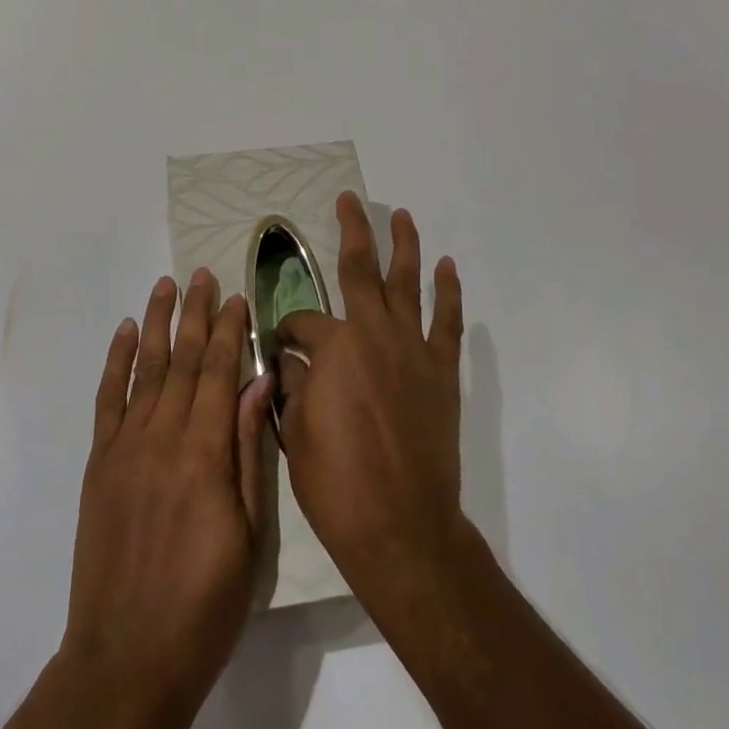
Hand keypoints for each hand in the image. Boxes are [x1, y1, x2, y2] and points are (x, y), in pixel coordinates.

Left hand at [49, 270, 273, 728]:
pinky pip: (108, 398)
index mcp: (204, 453)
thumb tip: (259, 383)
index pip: (219, 372)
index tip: (237, 296)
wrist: (128, 655)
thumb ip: (249, 452)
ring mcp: (126, 445)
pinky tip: (127, 331)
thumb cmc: (204, 602)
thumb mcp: (248, 535)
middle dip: (196, 313)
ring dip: (158, 322)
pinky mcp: (99, 461)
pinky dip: (117, 360)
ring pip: (146, 368)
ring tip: (166, 284)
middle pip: (183, 360)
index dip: (229, 331)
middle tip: (203, 275)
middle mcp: (163, 436)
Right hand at [276, 192, 465, 617]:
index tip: (281, 347)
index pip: (302, 321)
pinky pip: (447, 321)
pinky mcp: (441, 371)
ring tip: (401, 214)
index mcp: (333, 346)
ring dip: (404, 245)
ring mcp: (412, 348)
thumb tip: (293, 361)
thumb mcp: (295, 433)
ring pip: (407, 282)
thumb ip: (293, 385)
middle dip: (352, 229)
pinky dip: (448, 292)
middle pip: (360, 269)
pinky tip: (447, 268)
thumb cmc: (337, 484)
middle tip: (348, 200)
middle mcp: (373, 332)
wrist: (403, 528)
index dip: (287, 330)